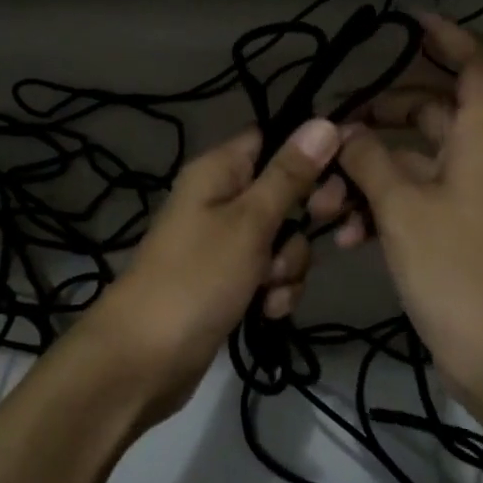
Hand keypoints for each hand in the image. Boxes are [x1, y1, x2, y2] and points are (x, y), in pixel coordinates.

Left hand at [85, 117, 343, 419]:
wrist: (145, 360)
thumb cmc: (197, 278)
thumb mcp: (250, 222)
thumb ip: (290, 175)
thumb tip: (324, 122)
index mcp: (218, 170)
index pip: (272, 139)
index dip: (308, 155)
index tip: (337, 180)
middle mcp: (220, 199)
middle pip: (284, 193)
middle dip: (300, 225)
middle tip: (295, 242)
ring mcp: (224, 243)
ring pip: (282, 240)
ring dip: (287, 266)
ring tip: (268, 289)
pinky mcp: (228, 281)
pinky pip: (268, 274)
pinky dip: (274, 291)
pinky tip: (266, 312)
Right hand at [333, 14, 482, 401]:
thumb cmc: (456, 269)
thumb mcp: (401, 207)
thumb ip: (368, 160)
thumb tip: (346, 134)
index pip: (477, 66)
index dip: (448, 38)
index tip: (407, 26)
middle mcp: (482, 158)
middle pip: (433, 111)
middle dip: (381, 116)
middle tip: (336, 126)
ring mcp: (470, 196)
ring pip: (415, 160)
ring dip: (369, 173)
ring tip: (324, 201)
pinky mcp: (457, 229)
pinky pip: (415, 197)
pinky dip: (381, 207)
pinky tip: (345, 235)